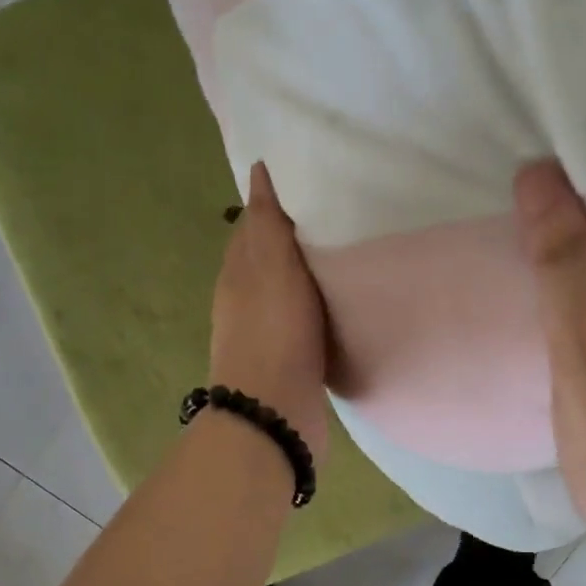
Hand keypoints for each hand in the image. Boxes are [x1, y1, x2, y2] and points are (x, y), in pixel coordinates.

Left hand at [209, 162, 330, 463]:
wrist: (275, 413)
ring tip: (347, 253)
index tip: (309, 183)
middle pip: (269, 260)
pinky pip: (305, 323)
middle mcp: (247, 301)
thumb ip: (268, 222)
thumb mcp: (271, 266)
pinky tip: (342, 304)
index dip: (274, 205)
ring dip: (309, 275)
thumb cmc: (274, 332)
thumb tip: (258, 172)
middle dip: (294, 238)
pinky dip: (320, 308)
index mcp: (238, 273)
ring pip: (288, 293)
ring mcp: (268, 335)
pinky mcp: (291, 362)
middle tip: (338, 214)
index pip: (252, 227)